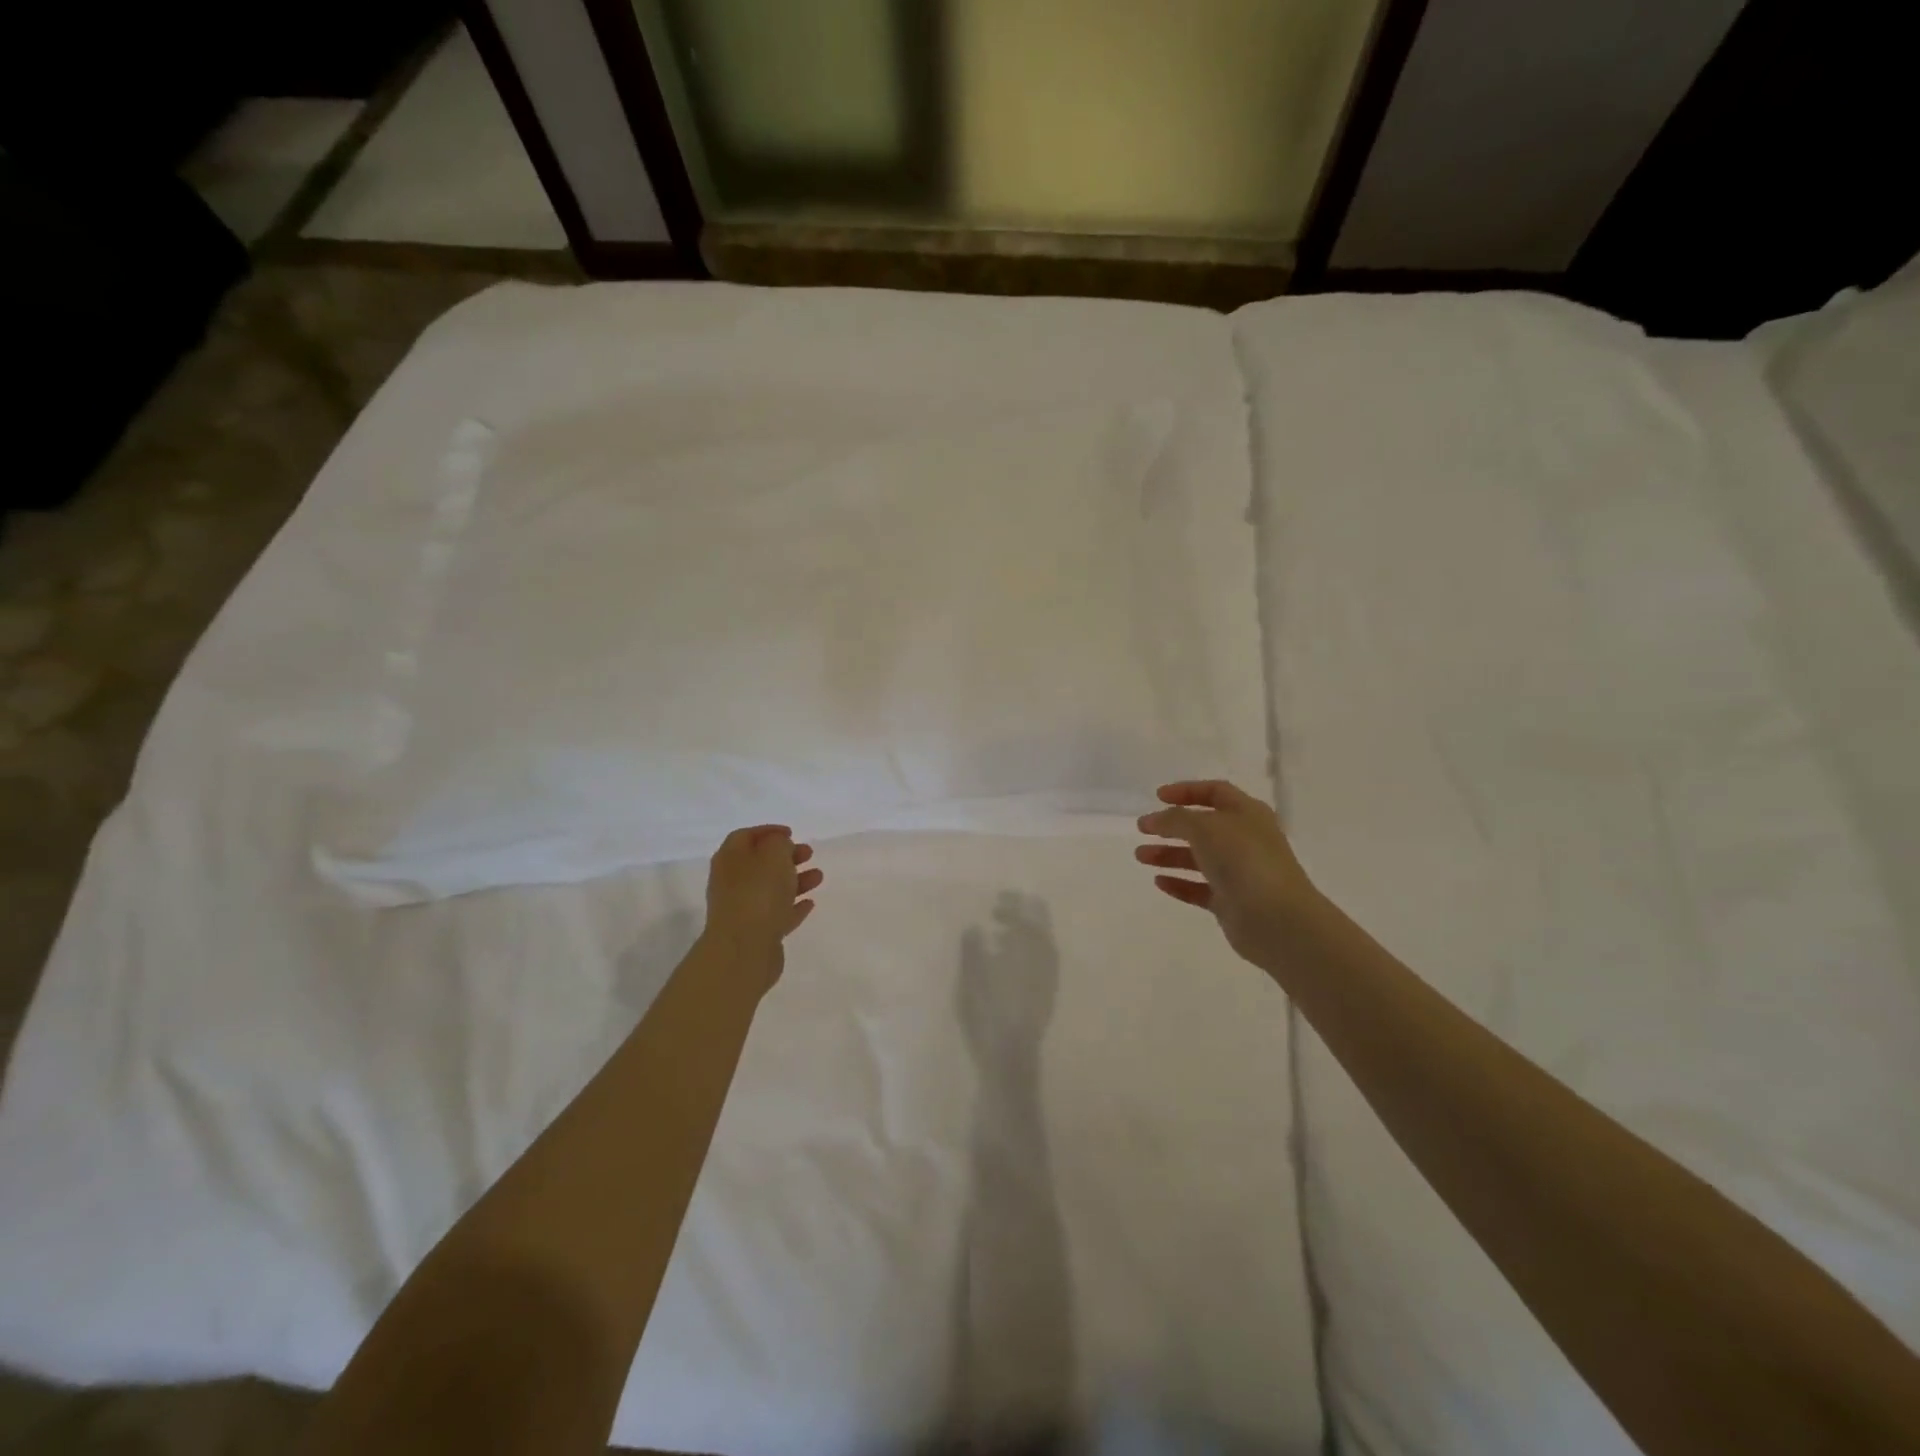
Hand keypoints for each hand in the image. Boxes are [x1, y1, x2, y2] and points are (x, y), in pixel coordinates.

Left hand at [700, 826, 822, 986]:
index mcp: (730, 859)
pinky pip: (776, 914)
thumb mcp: (773, 854)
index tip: (792, 832)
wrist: (744, 949)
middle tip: (809, 853)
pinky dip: (792, 906)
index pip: (745, 836)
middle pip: (759, 863)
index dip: (768, 831)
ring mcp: (742, 910)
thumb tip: (779, 847)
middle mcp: (731, 882)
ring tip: (819, 877)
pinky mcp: (755, 933)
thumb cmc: (758, 893)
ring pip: (770, 889)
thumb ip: (779, 843)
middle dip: (785, 856)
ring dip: (795, 880)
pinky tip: (810, 903)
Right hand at [1134, 781, 1320, 970]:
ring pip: (1198, 858)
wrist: (1276, 919)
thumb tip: (1156, 820)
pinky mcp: (1231, 902)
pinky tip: (1159, 882)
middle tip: (1142, 829)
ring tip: (1141, 856)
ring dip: (1169, 854)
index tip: (1157, 796)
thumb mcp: (1205, 827)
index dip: (1186, 791)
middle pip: (1203, 827)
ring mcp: (1239, 872)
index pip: (1215, 792)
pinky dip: (1180, 883)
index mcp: (1247, 814)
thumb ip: (1176, 819)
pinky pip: (1200, 888)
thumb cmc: (1243, 860)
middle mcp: (1245, 840)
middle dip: (1171, 826)